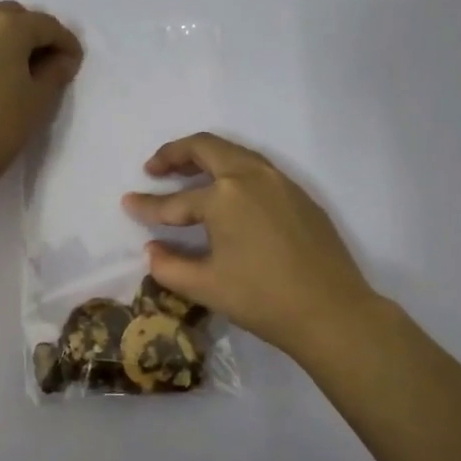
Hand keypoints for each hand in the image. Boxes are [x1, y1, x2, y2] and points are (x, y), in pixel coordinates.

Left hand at [0, 1, 83, 198]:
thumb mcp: (39, 100)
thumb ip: (56, 71)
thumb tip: (61, 59)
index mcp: (6, 25)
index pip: (47, 25)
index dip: (66, 43)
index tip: (75, 64)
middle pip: (15, 17)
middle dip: (35, 36)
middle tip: (49, 65)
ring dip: (10, 40)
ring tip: (22, 71)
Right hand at [122, 132, 378, 365]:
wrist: (332, 312)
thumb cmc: (262, 299)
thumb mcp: (206, 287)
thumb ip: (169, 266)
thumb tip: (152, 251)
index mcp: (224, 197)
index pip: (175, 201)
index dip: (147, 205)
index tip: (127, 203)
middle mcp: (251, 177)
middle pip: (206, 148)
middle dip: (175, 154)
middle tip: (154, 168)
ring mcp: (281, 182)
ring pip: (235, 153)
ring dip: (207, 158)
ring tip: (187, 175)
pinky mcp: (300, 196)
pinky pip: (258, 169)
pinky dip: (233, 171)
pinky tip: (229, 196)